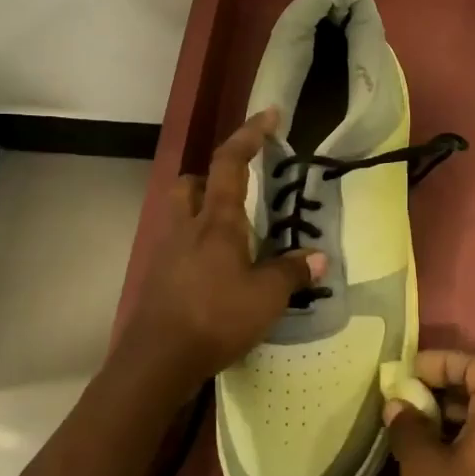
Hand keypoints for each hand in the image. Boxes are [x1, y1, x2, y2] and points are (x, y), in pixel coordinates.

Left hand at [113, 108, 323, 395]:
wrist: (157, 361)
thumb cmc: (215, 318)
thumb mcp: (266, 297)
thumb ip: (292, 273)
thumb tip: (318, 258)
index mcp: (216, 221)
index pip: (230, 162)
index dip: (249, 134)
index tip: (269, 115)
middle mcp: (186, 227)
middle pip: (190, 183)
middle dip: (212, 178)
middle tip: (238, 193)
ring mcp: (166, 252)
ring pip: (180, 214)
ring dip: (202, 212)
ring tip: (232, 236)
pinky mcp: (157, 278)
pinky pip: (178, 246)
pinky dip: (196, 247)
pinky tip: (216, 273)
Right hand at [383, 351, 474, 475]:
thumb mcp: (421, 466)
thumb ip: (408, 427)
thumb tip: (398, 405)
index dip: (444, 361)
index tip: (411, 372)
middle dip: (449, 381)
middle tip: (414, 390)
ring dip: (455, 408)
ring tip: (417, 419)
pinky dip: (465, 432)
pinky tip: (433, 450)